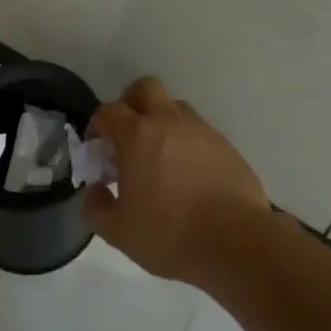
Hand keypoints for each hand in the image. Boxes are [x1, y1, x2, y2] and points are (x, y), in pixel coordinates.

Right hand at [83, 76, 269, 287]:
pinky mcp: (224, 143)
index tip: (99, 150)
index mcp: (136, 135)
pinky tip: (189, 174)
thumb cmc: (171, 235)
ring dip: (161, 121)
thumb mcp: (120, 233)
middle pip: (144, 88)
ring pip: (174, 106)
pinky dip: (187, 142)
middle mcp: (167, 121)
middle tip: (129, 138)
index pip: (108, 111)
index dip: (98, 126)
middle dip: (131, 105)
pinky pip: (198, 130)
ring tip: (161, 157)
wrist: (236, 242)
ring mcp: (200, 129)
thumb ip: (96, 208)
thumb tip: (94, 190)